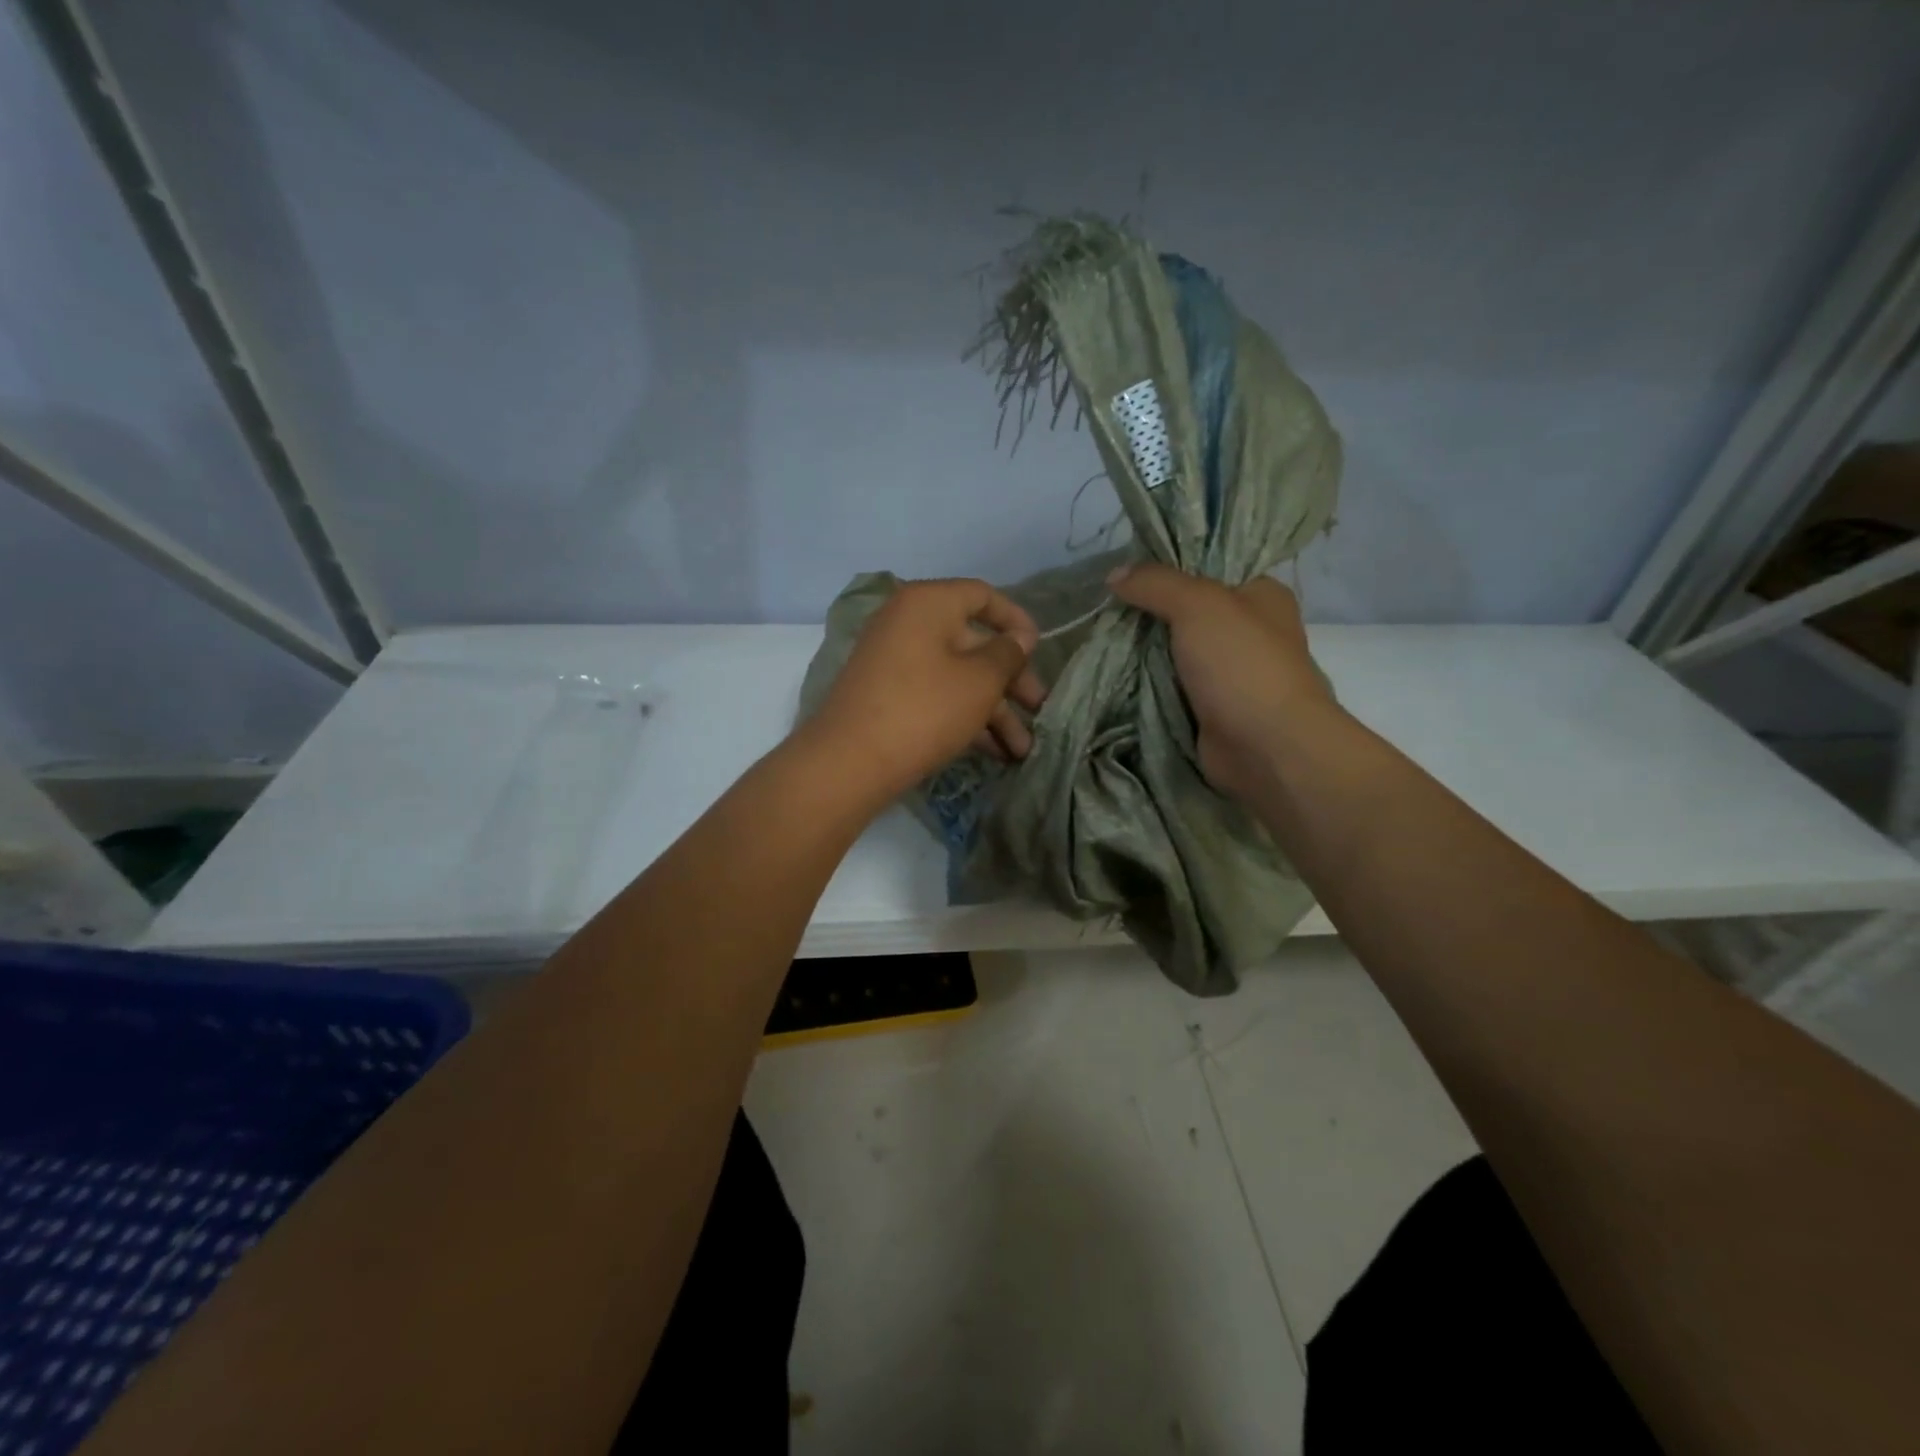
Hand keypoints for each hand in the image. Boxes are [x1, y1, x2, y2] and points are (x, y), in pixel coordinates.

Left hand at [803, 578, 1046, 801]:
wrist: (849, 762)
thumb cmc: (924, 709)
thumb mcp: (979, 681)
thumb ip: (1007, 654)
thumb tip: (1019, 636)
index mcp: (927, 603)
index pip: (982, 596)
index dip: (1016, 620)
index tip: (1040, 650)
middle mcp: (907, 624)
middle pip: (973, 643)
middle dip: (1011, 681)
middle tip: (1039, 711)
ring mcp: (893, 661)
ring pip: (957, 677)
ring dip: (993, 711)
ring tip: (1021, 750)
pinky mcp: (886, 696)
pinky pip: (935, 696)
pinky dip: (964, 717)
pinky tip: (993, 752)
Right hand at [1108, 563, 1337, 799]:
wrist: (1267, 747)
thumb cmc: (1242, 665)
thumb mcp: (1198, 605)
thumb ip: (1155, 584)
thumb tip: (1114, 573)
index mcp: (1261, 595)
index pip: (1209, 568)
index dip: (1168, 566)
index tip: (1124, 571)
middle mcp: (1248, 631)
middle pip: (1186, 612)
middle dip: (1147, 612)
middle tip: (1104, 607)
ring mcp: (1229, 674)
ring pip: (1174, 652)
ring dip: (1141, 652)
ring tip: (1098, 638)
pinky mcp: (1210, 708)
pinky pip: (1170, 688)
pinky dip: (1146, 685)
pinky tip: (1112, 674)